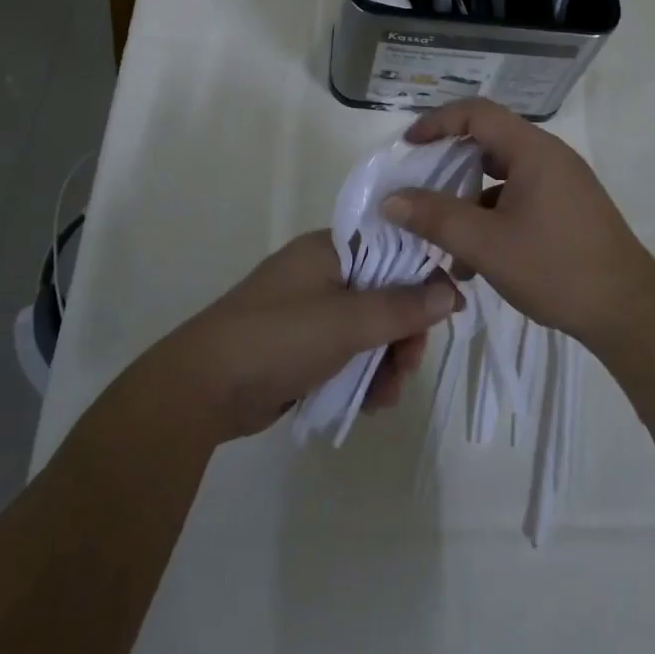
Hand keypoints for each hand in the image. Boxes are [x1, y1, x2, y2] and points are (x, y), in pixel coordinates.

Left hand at [158, 230, 458, 442]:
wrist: (203, 387)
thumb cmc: (280, 337)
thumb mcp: (348, 321)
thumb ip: (403, 306)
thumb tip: (451, 290)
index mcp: (330, 249)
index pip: (392, 248)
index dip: (422, 277)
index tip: (447, 311)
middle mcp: (322, 273)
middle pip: (384, 294)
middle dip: (402, 334)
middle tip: (407, 366)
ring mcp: (309, 311)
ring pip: (368, 329)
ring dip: (385, 362)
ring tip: (385, 397)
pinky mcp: (300, 346)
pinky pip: (346, 353)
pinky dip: (361, 375)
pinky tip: (367, 404)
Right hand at [380, 99, 654, 353]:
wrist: (628, 312)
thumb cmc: (556, 268)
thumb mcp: (486, 245)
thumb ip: (436, 218)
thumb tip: (391, 199)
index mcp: (533, 150)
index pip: (476, 113)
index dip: (437, 122)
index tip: (408, 147)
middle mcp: (549, 157)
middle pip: (488, 141)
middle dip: (448, 164)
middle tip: (418, 187)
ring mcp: (561, 183)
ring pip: (501, 175)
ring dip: (468, 199)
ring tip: (443, 238)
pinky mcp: (567, 208)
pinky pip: (518, 197)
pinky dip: (491, 216)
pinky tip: (475, 260)